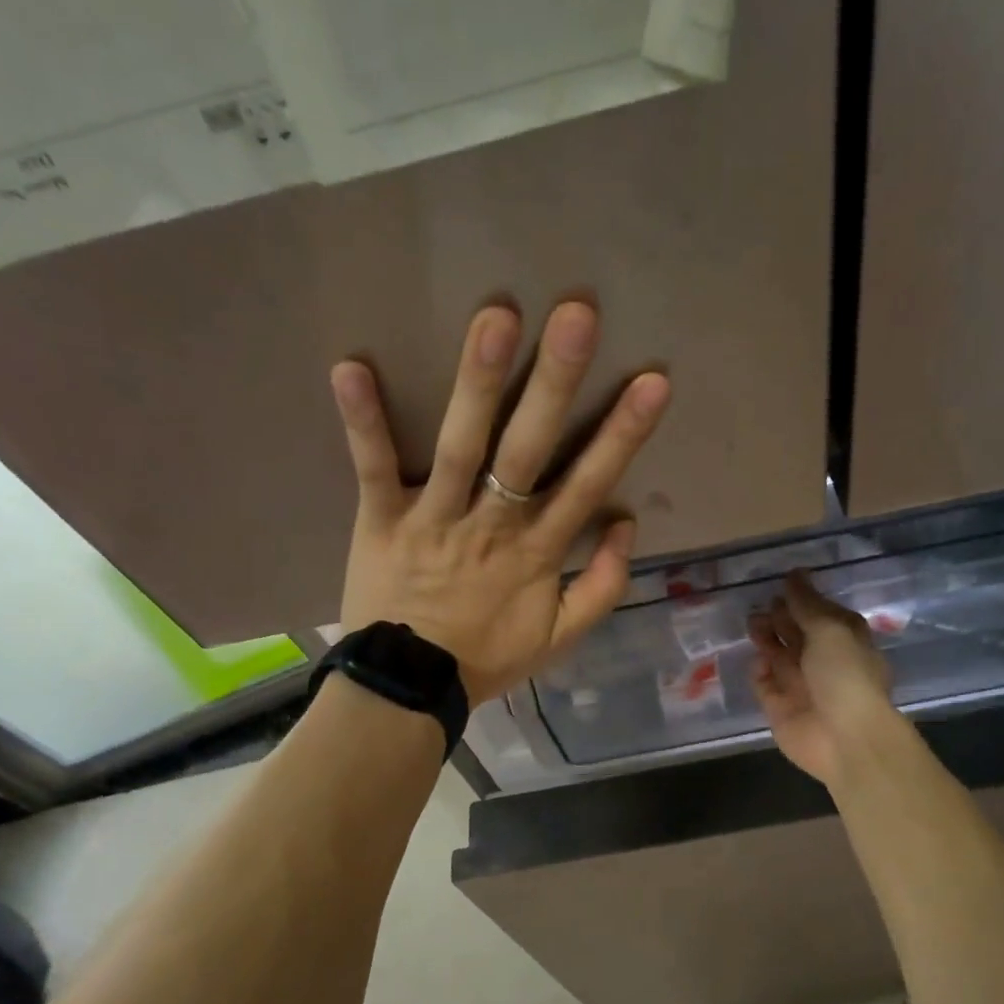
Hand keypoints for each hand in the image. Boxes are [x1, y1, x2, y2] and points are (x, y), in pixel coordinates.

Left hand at [332, 302, 670, 706]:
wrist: (409, 689)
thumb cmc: (486, 657)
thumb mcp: (561, 638)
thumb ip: (603, 586)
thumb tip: (627, 523)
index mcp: (537, 552)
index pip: (588, 484)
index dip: (623, 434)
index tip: (653, 381)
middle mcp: (491, 525)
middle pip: (528, 450)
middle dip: (555, 382)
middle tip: (576, 314)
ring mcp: (434, 519)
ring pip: (460, 446)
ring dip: (477, 383)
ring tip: (494, 318)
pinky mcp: (380, 520)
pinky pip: (372, 468)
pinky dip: (362, 421)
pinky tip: (349, 366)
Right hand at [749, 571, 896, 786]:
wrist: (844, 738)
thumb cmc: (845, 675)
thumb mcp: (830, 629)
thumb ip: (807, 604)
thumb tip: (795, 574)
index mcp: (844, 640)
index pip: (820, 613)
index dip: (802, 598)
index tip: (781, 582)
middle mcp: (823, 661)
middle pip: (796, 633)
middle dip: (779, 617)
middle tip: (760, 605)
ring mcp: (801, 685)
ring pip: (778, 655)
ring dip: (766, 639)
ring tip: (753, 625)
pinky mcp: (780, 707)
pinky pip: (764, 684)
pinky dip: (759, 671)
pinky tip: (758, 662)